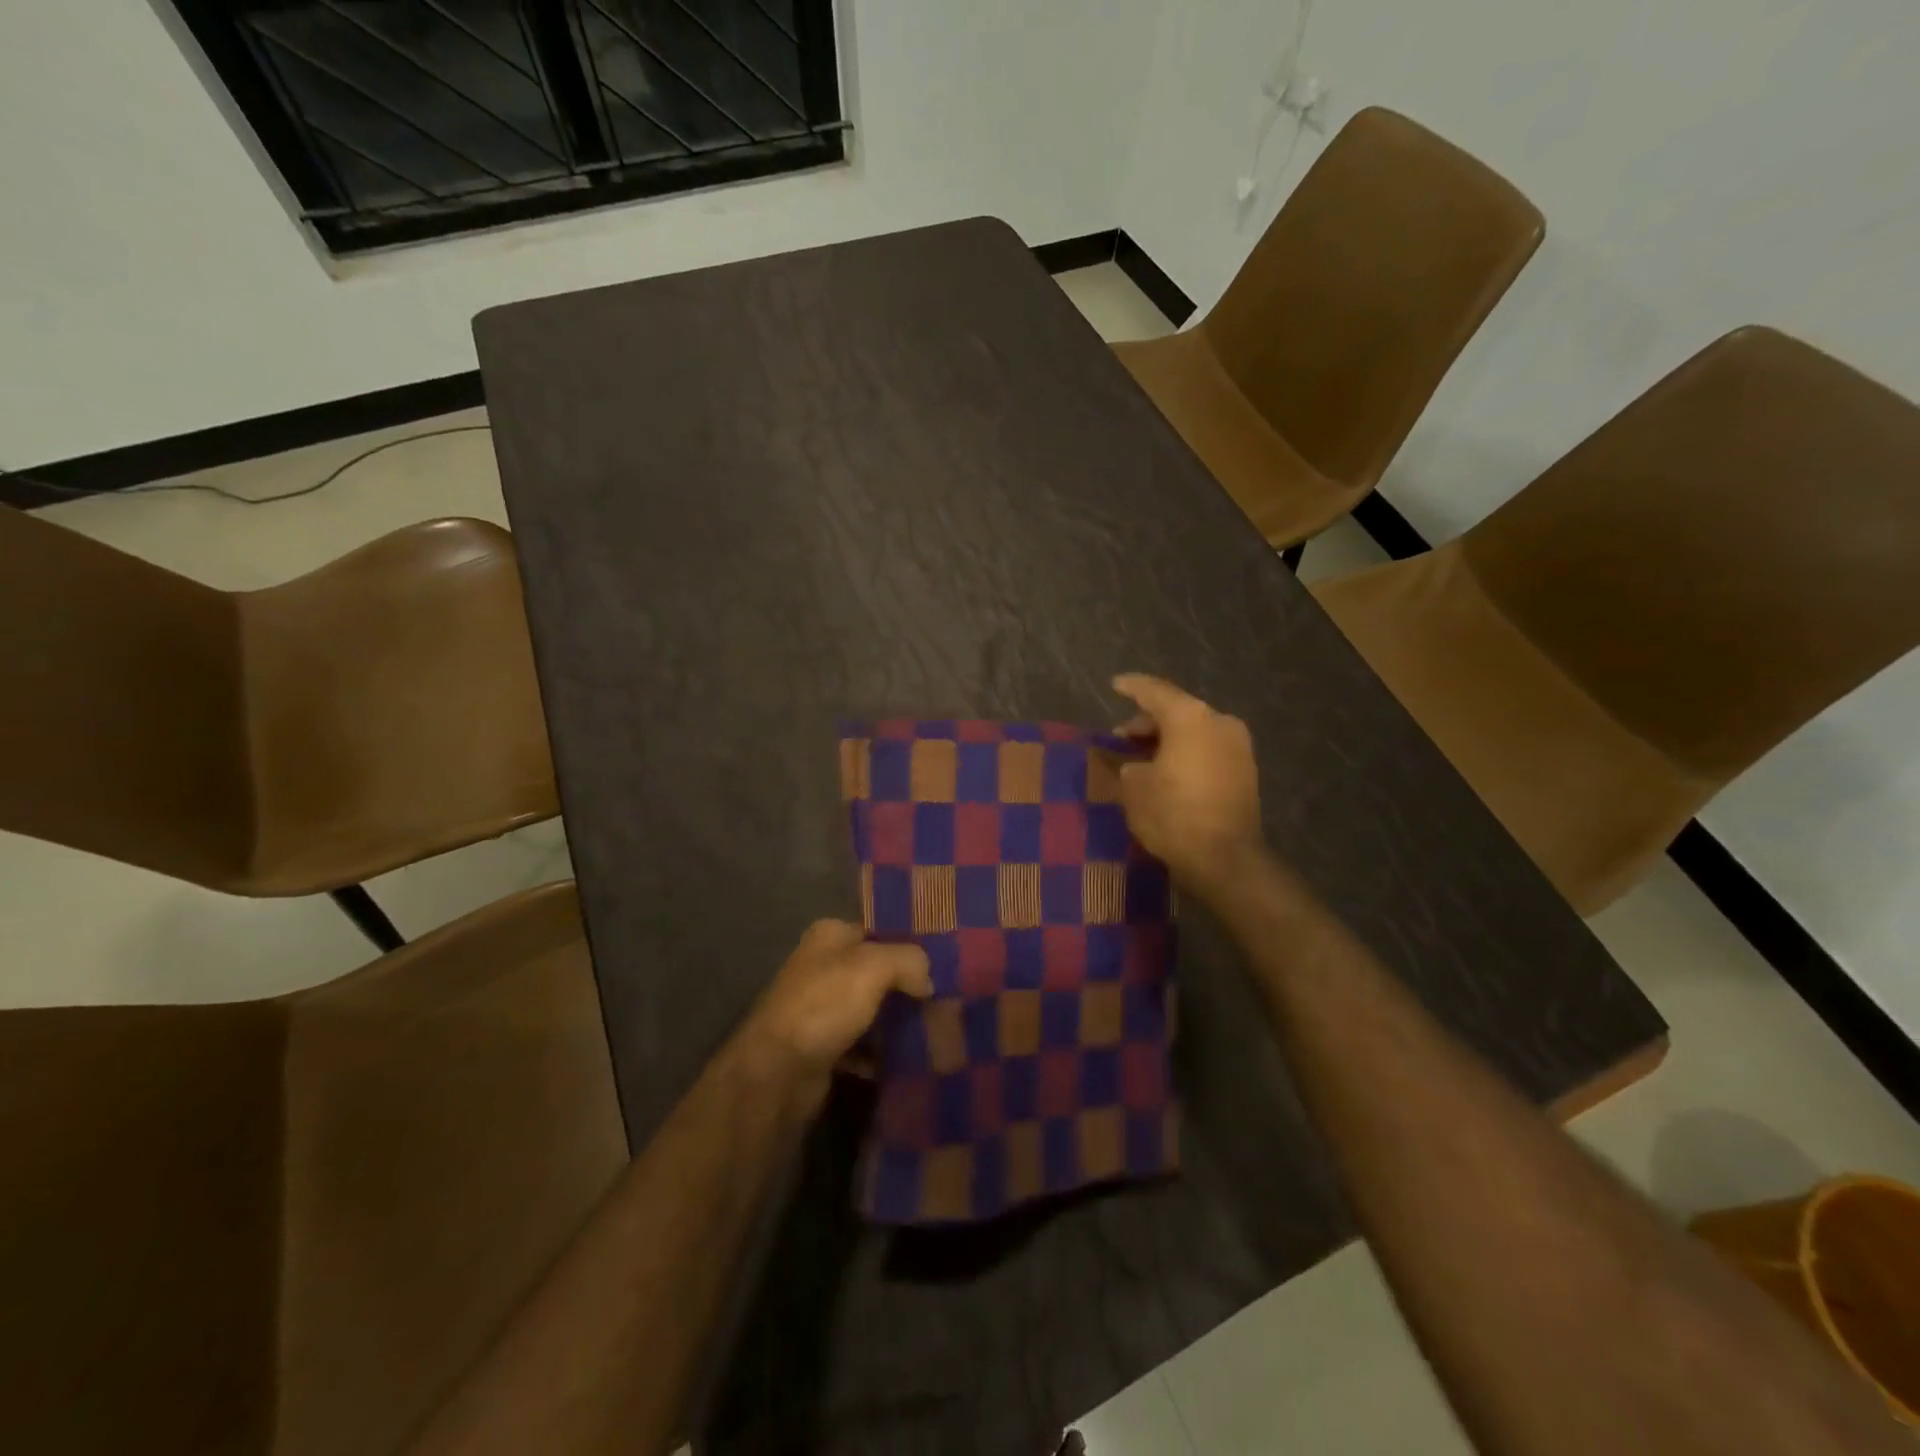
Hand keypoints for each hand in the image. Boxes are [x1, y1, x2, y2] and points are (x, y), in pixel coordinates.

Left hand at [737, 920, 931, 1104]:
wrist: (778, 1072)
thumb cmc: (824, 1005)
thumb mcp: (873, 966)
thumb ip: (908, 959)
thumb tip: (928, 978)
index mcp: (830, 936)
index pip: (879, 930)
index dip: (910, 944)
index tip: (944, 963)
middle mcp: (822, 967)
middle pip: (877, 972)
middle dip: (908, 987)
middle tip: (945, 1001)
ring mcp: (820, 1009)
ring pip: (871, 1010)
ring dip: (896, 1022)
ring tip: (934, 1032)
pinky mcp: (822, 1048)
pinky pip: (861, 1046)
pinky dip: (880, 1054)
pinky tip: (905, 1061)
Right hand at [1112, 673, 1263, 890]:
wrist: (1225, 858)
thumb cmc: (1172, 814)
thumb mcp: (1133, 787)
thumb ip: (1126, 764)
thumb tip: (1130, 763)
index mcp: (1190, 717)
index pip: (1154, 691)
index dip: (1131, 687)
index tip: (1115, 685)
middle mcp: (1219, 721)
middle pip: (1177, 710)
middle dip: (1147, 722)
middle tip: (1121, 737)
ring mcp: (1238, 746)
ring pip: (1194, 730)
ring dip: (1167, 739)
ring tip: (1141, 758)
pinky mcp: (1246, 770)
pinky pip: (1208, 749)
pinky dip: (1186, 752)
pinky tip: (1167, 770)